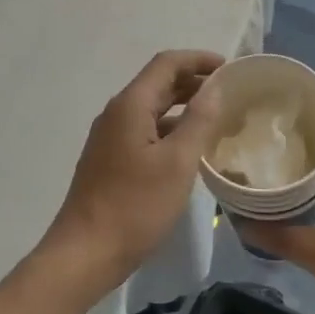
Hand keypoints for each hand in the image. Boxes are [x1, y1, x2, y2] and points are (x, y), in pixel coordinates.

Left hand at [43, 50, 224, 291]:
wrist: (84, 254)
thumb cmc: (134, 206)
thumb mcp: (177, 163)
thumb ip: (199, 120)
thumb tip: (215, 87)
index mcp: (130, 105)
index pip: (167, 63)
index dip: (199, 60)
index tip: (230, 68)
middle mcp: (117, 113)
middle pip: (158, 83)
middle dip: (194, 82)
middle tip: (230, 93)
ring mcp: (110, 137)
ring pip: (152, 108)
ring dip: (183, 107)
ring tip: (217, 119)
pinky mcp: (110, 159)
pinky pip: (145, 130)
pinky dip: (171, 129)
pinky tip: (190, 149)